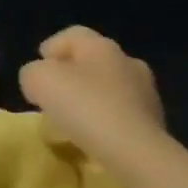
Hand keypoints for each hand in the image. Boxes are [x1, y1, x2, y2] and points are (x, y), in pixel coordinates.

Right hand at [18, 26, 167, 162]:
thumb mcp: (39, 81)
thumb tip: (39, 80)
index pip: (72, 35)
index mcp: (101, 46)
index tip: (37, 70)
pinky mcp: (155, 123)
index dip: (52, 48)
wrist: (135, 153)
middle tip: (52, 96)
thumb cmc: (84, 106)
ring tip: (72, 122)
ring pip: (109, 88)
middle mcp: (127, 62)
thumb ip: (32, 73)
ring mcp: (146, 93)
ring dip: (91, 99)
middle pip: (93, 61)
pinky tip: (93, 138)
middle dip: (72, 75)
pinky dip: (106, 121)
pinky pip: (122, 115)